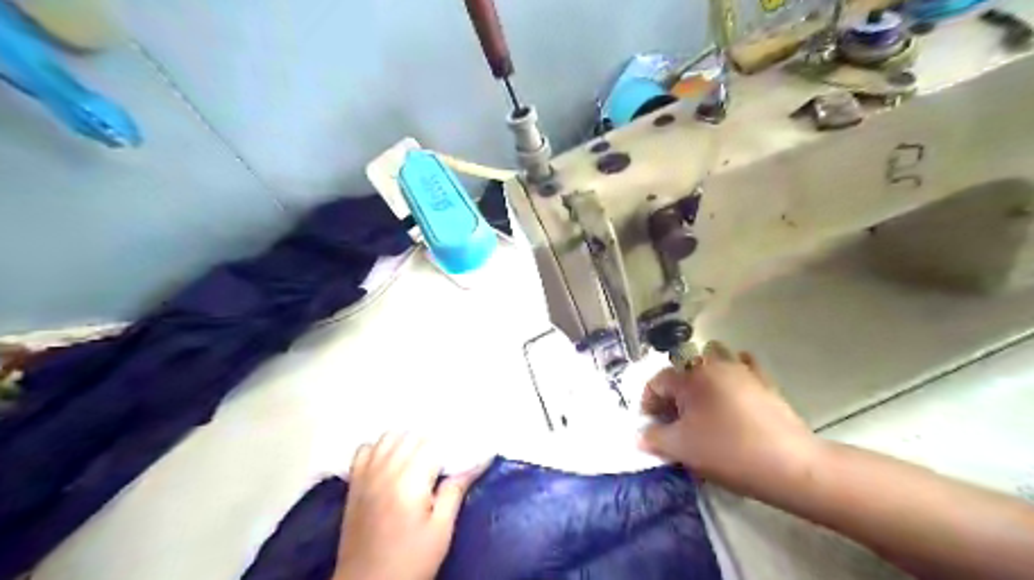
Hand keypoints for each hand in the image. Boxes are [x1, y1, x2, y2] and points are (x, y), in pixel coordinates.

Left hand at [333, 431, 482, 579]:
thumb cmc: (411, 561)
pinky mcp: (354, 484)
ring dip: (406, 439)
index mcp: (409, 481)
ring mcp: (366, 475)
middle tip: (443, 460)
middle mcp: (385, 470)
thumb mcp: (441, 530)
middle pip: (410, 435)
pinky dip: (379, 447)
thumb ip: (455, 491)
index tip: (461, 454)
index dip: (449, 446)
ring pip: (388, 436)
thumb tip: (479, 461)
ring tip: (419, 457)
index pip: (432, 443)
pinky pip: (364, 449)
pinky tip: (390, 460)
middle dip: (430, 441)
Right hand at [640, 341, 825, 494]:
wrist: (789, 464)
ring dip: (702, 375)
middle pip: (682, 371)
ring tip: (703, 404)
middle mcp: (712, 364)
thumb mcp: (681, 449)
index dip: (648, 404)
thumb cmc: (727, 452)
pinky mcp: (764, 381)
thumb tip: (640, 435)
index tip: (652, 427)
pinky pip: (742, 367)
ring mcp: (741, 370)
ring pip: (712, 360)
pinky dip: (732, 374)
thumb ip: (654, 438)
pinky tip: (733, 392)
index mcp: (689, 378)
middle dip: (674, 394)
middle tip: (676, 422)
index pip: (656, 382)